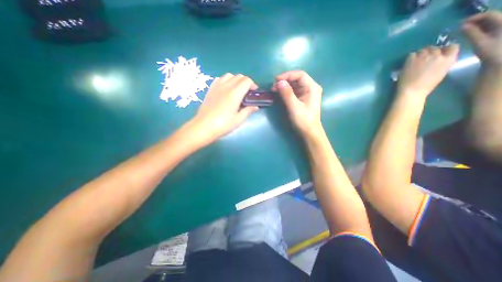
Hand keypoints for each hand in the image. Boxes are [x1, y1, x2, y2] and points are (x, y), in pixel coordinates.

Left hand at [188, 73, 257, 142]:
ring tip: (237, 90)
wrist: (204, 126)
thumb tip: (255, 106)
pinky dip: (226, 80)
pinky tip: (226, 89)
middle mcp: (226, 86)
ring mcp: (217, 86)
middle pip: (239, 76)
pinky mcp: (210, 89)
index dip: (253, 84)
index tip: (254, 92)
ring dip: (236, 80)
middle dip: (246, 82)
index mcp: (235, 93)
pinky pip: (220, 79)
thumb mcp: (238, 120)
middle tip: (247, 92)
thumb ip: (248, 111)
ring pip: (229, 75)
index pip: (247, 81)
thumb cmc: (223, 125)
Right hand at [273, 70, 323, 137]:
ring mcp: (307, 93)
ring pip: (295, 84)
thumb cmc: (304, 120)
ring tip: (275, 90)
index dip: (287, 75)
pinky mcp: (303, 98)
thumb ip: (287, 94)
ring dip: (284, 85)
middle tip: (273, 86)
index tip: (276, 80)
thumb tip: (279, 82)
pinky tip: (280, 93)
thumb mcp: (294, 107)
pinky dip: (286, 91)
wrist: (310, 132)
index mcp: (312, 87)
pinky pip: (294, 90)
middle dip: (285, 80)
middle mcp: (311, 87)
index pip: (300, 75)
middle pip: (297, 78)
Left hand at [398, 46, 459, 98]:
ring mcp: (424, 57)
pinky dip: (411, 57)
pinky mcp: (411, 60)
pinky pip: (412, 54)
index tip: (439, 55)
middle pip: (435, 48)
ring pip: (423, 50)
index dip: (444, 50)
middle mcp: (438, 55)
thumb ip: (443, 63)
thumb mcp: (441, 72)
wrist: (411, 91)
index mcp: (449, 59)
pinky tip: (409, 63)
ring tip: (416, 61)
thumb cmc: (426, 86)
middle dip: (430, 52)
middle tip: (424, 60)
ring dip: (420, 54)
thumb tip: (440, 58)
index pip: (452, 47)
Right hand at [463, 12, 501, 67]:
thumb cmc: (492, 51)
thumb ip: (471, 33)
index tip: (459, 24)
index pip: (489, 15)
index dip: (474, 18)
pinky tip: (472, 34)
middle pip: (491, 17)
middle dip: (475, 21)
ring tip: (464, 31)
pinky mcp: (501, 34)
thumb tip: (462, 26)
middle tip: (460, 28)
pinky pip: (491, 27)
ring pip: (491, 22)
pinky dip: (480, 29)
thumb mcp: (480, 42)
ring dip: (477, 26)